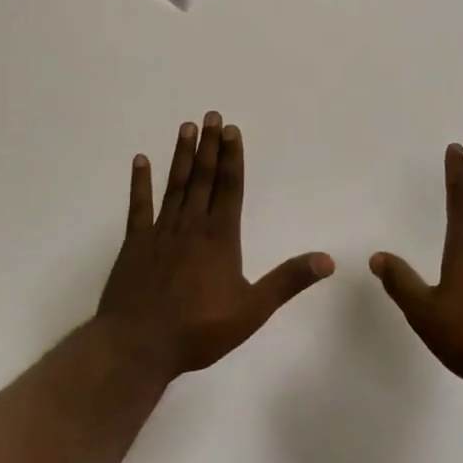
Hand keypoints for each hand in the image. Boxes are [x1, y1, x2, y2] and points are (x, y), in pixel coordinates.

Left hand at [97, 112, 333, 378]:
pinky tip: (140, 161)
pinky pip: (138, 207)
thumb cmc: (198, 330)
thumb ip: (288, 281)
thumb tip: (327, 260)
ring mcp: (160, 233)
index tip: (232, 130)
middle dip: (209, 146)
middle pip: (203, 179)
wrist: (138, 346)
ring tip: (186, 127)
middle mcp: (191, 227)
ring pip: (175, 186)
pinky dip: (140, 183)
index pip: (229, 189)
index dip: (232, 158)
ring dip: (181, 156)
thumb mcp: (252, 310)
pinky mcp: (134, 245)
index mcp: (220, 239)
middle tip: (211, 115)